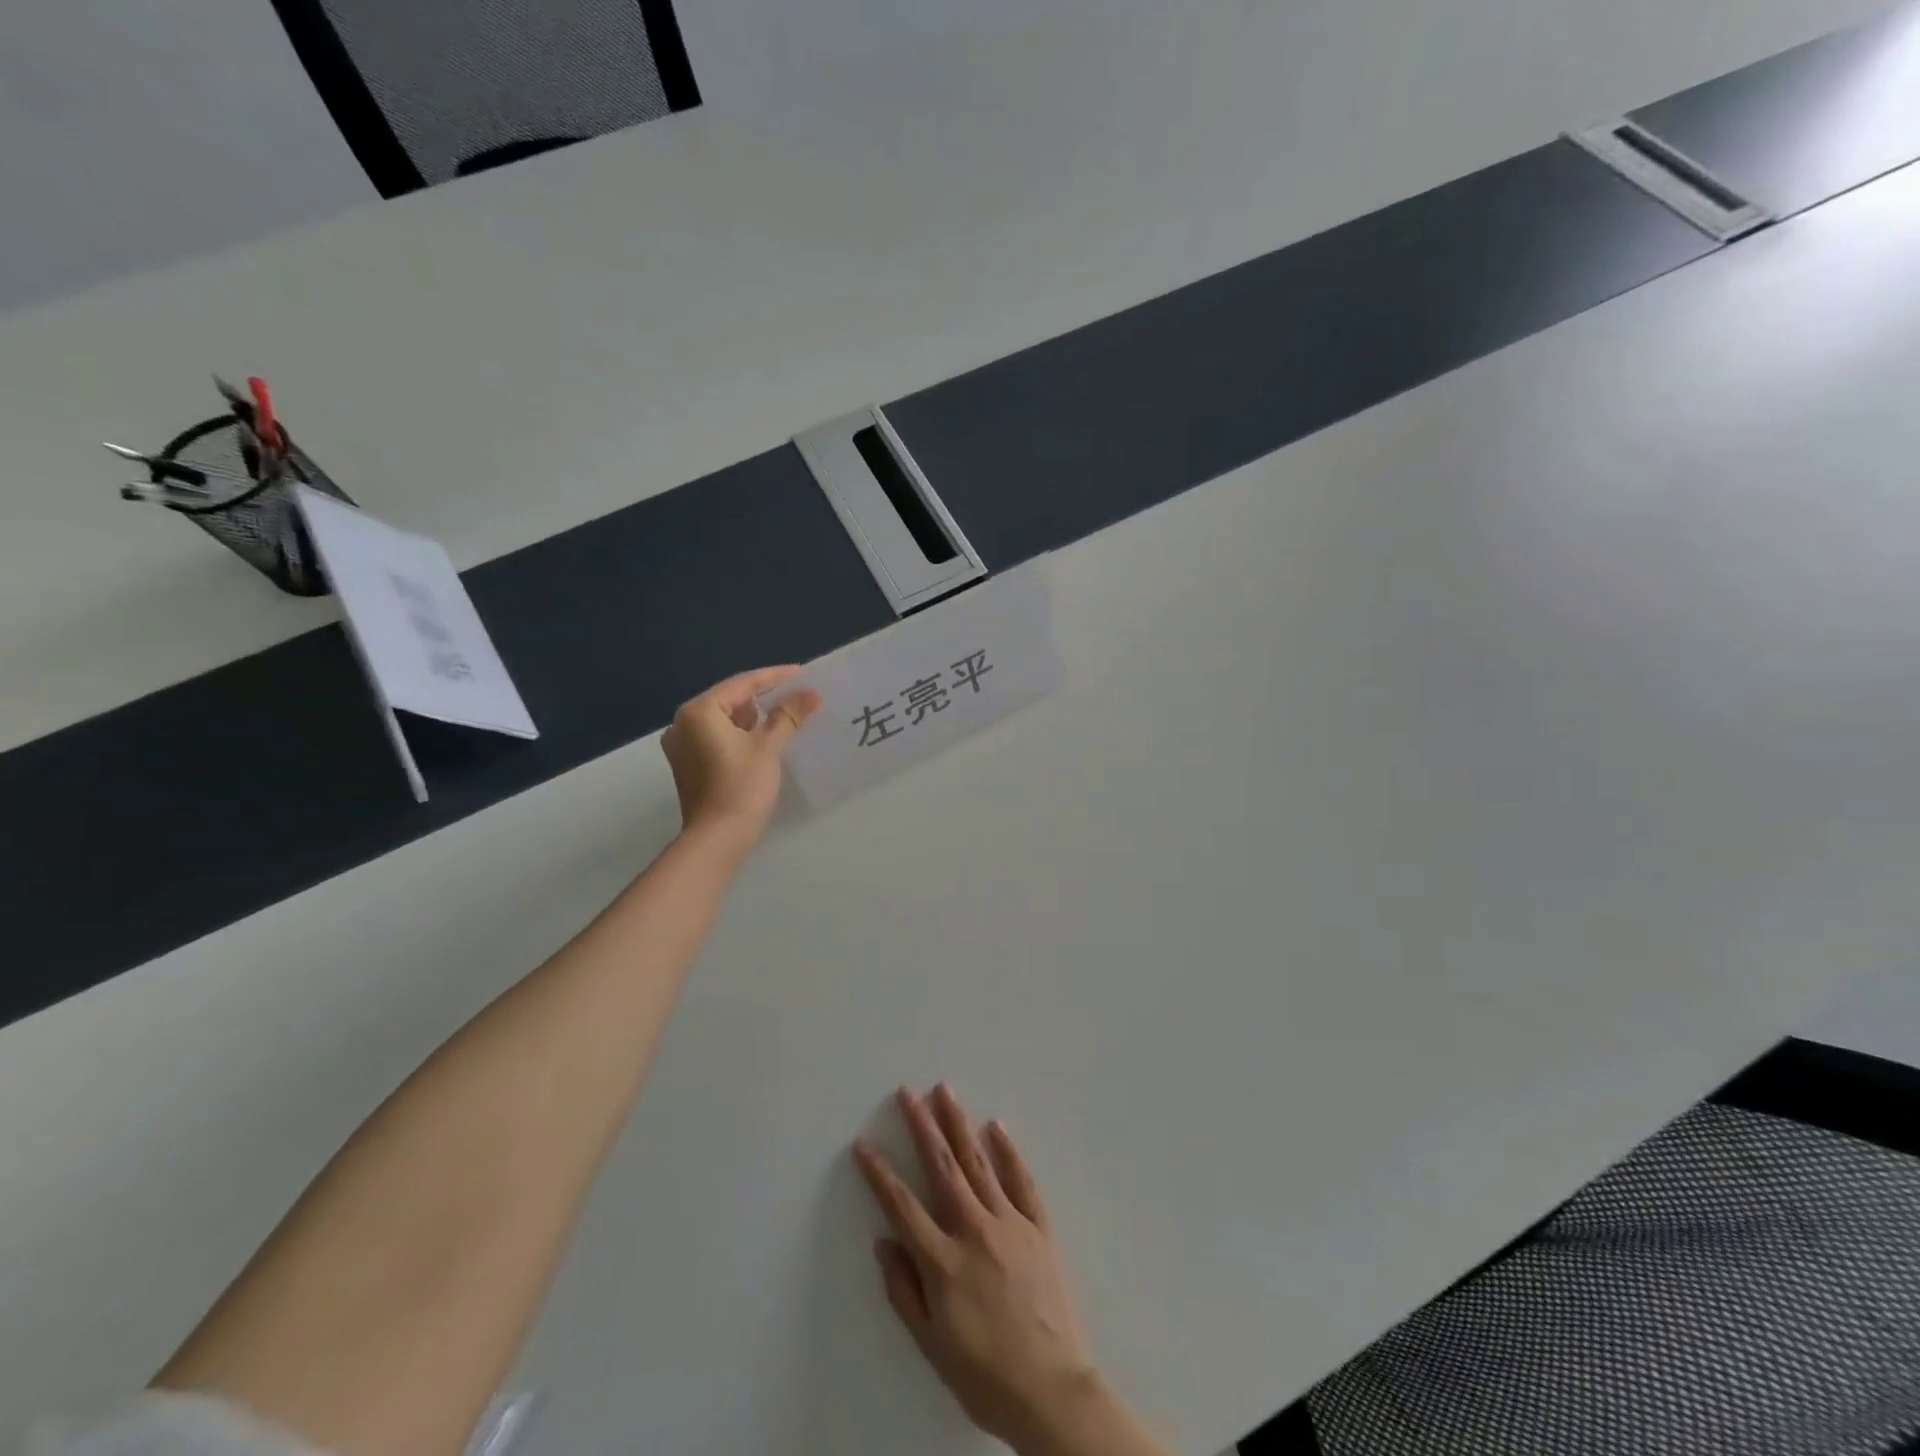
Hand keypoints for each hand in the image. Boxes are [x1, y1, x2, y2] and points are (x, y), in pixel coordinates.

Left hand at [661, 667, 819, 849]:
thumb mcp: (769, 747)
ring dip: (752, 716)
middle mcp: (683, 723)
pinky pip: (716, 737)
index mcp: (699, 712)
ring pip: (723, 719)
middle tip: (795, 693)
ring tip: (784, 713)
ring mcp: (682, 745)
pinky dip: (739, 733)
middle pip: (729, 699)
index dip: (774, 677)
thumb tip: (811, 693)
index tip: (801, 673)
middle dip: (763, 697)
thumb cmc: (742, 787)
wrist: (717, 838)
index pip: (742, 684)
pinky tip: (763, 736)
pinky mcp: (688, 764)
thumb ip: (788, 716)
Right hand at [855, 1087, 1164, 1455]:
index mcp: (943, 1260)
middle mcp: (974, 1229)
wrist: (1052, 1392)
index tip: (863, 1144)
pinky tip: (997, 1127)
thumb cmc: (985, 1376)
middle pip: (942, 1167)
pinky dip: (1008, 1152)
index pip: (902, 1205)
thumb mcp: (932, 1346)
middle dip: (922, 1126)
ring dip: (959, 1124)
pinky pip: (1022, 1181)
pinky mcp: (1039, 1228)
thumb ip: (904, 1291)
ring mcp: (1010, 1223)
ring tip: (945, 1091)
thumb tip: (884, 1242)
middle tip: (908, 1092)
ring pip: (979, 1162)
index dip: (879, 1173)